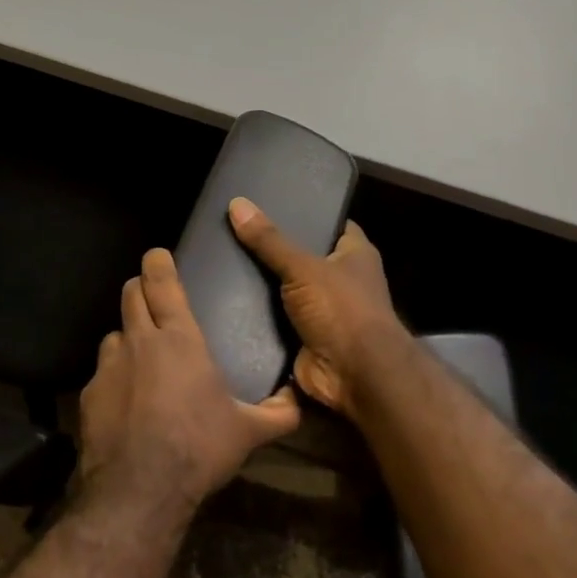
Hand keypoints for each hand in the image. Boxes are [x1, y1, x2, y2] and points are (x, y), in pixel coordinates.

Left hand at [77, 248, 301, 520]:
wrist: (140, 489)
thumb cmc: (199, 448)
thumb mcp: (247, 432)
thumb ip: (277, 413)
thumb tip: (299, 402)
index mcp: (179, 339)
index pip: (162, 283)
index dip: (158, 263)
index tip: (157, 255)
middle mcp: (139, 342)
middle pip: (130, 295)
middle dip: (139, 288)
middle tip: (151, 297)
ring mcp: (108, 367)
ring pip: (113, 334)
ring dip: (127, 337)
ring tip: (140, 358)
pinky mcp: (88, 395)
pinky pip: (101, 374)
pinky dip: (114, 378)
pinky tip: (125, 403)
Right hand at [227, 198, 408, 415]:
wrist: (354, 374)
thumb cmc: (341, 309)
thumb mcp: (303, 267)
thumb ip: (270, 240)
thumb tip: (237, 203)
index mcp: (355, 255)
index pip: (331, 224)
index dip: (307, 214)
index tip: (272, 204)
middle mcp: (343, 281)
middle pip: (304, 257)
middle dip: (274, 250)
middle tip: (234, 232)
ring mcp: (324, 311)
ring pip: (287, 290)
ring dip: (262, 285)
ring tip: (221, 262)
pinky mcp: (305, 338)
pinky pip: (277, 321)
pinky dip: (257, 316)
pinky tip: (225, 300)